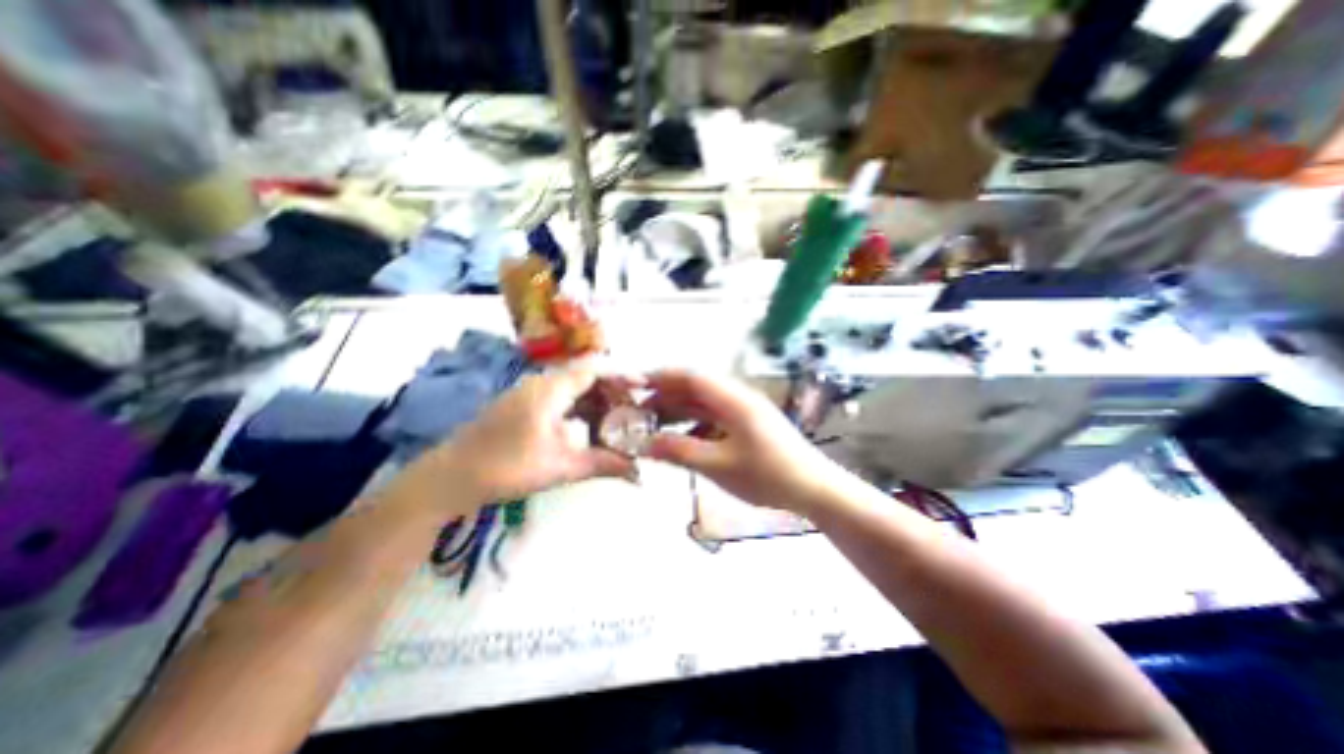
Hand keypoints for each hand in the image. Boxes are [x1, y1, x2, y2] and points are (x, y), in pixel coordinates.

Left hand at [390, 360, 638, 513]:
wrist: (449, 479)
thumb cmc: (507, 467)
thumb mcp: (561, 466)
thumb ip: (603, 464)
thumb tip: (639, 472)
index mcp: (551, 388)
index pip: (595, 368)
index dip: (621, 376)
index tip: (644, 390)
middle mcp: (541, 383)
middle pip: (585, 377)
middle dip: (612, 393)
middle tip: (634, 413)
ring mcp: (528, 394)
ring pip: (572, 390)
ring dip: (595, 403)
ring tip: (616, 422)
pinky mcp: (521, 407)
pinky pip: (559, 400)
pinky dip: (578, 411)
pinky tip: (587, 430)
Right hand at [644, 369, 843, 515]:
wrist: (815, 489)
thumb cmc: (767, 475)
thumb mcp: (718, 465)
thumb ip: (678, 451)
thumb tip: (642, 443)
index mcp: (733, 399)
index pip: (690, 376)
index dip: (660, 377)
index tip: (633, 385)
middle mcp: (738, 397)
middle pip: (695, 388)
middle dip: (665, 396)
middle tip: (638, 411)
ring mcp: (745, 411)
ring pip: (704, 403)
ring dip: (679, 411)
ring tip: (654, 425)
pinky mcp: (749, 425)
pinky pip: (715, 417)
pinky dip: (695, 424)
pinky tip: (683, 440)